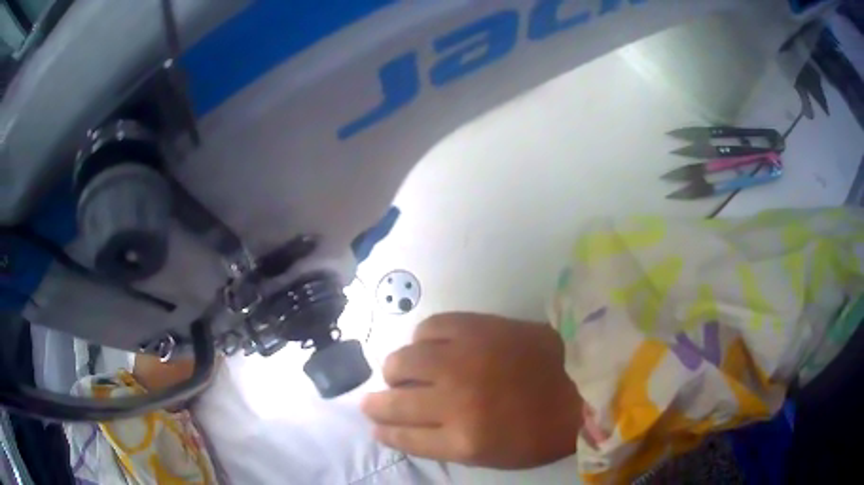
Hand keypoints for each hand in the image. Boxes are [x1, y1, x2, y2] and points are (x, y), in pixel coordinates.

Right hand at [362, 313, 581, 468]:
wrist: (585, 381)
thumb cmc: (543, 430)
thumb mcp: (493, 456)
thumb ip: (444, 444)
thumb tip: (405, 429)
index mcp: (464, 440)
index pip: (403, 436)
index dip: (384, 430)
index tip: (376, 425)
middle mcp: (455, 400)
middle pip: (393, 402)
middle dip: (377, 404)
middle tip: (379, 400)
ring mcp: (464, 359)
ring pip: (402, 361)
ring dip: (396, 370)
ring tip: (403, 373)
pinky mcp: (478, 327)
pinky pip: (430, 328)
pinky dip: (423, 339)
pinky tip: (431, 346)